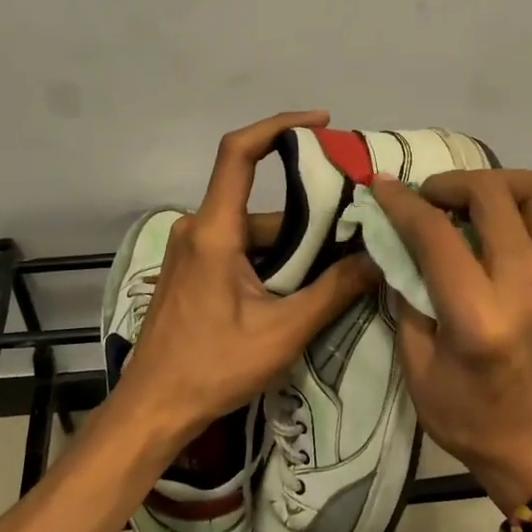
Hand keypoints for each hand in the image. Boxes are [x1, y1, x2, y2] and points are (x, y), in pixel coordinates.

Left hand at [115, 111, 378, 445]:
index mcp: (214, 231)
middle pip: (261, 203)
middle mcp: (198, 227)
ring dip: (293, 245)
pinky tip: (301, 286)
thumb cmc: (212, 368)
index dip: (278, 125)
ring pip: (254, 229)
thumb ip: (333, 291)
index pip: (239, 153)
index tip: (321, 123)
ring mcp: (192, 248)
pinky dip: (273, 258)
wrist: (152, 408)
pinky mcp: (192, 268)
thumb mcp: (282, 333)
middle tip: (355, 228)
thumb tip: (378, 258)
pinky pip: (240, 246)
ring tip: (338, 267)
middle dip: (308, 214)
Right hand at [371, 170, 531, 511]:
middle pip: (492, 195)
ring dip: (505, 181)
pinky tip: (526, 215)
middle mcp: (526, 285)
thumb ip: (406, 298)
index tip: (381, 187)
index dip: (401, 202)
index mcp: (478, 316)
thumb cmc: (470, 418)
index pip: (436, 233)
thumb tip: (398, 244)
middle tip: (430, 199)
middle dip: (451, 183)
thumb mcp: (417, 368)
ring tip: (479, 200)